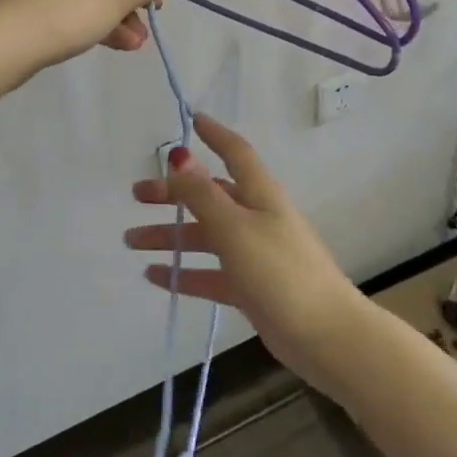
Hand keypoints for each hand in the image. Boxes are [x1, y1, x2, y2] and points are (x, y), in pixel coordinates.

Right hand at [124, 114, 370, 393]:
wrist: (324, 336)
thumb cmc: (280, 272)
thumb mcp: (235, 228)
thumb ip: (203, 194)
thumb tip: (180, 155)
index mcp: (260, 195)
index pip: (236, 152)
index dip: (215, 134)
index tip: (191, 119)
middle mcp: (256, 217)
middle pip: (210, 196)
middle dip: (174, 193)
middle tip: (136, 196)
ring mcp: (254, 253)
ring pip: (205, 236)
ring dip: (170, 235)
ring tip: (132, 241)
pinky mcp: (250, 287)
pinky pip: (209, 273)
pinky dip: (184, 273)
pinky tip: (155, 276)